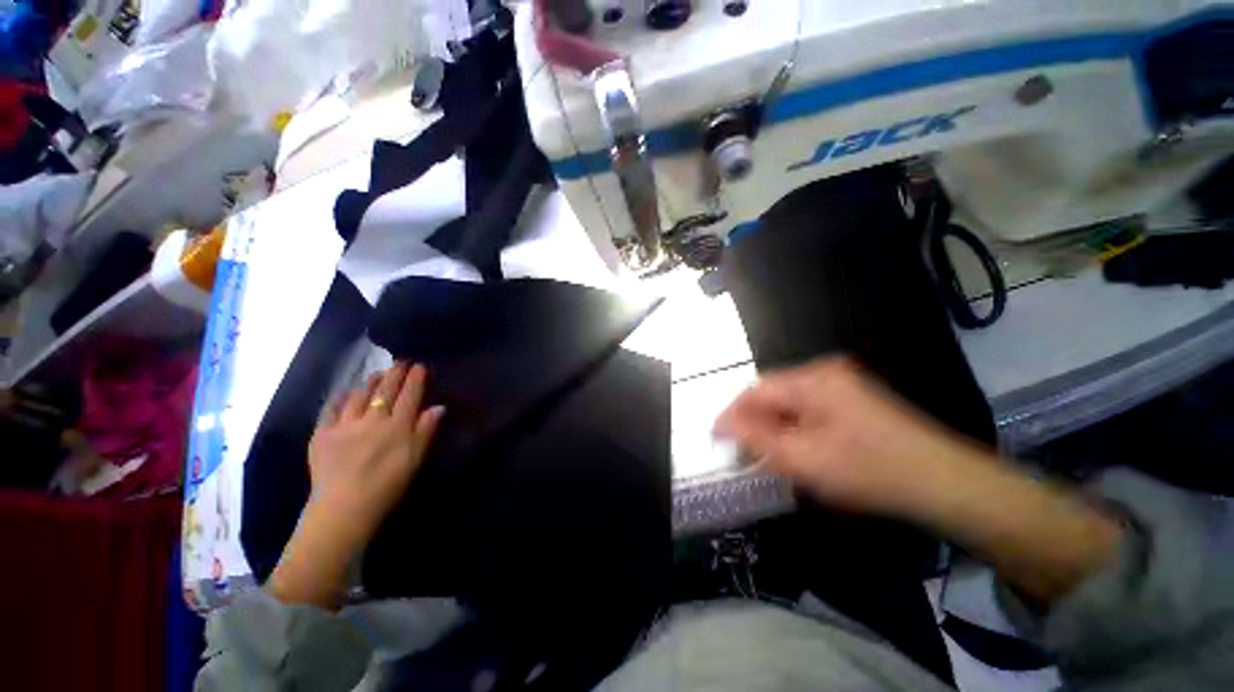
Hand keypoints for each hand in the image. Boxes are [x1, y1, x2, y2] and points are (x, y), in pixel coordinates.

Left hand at [269, 363, 442, 607]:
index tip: (420, 365)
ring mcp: (344, 425)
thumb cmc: (387, 487)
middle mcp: (372, 420)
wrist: (343, 510)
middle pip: (386, 391)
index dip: (416, 379)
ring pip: (360, 395)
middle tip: (401, 361)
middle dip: (395, 373)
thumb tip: (438, 407)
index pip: (410, 396)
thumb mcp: (415, 460)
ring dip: (370, 382)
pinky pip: (331, 409)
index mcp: (397, 427)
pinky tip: (345, 392)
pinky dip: (340, 397)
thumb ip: (426, 431)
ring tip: (377, 374)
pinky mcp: (322, 434)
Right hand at [714, 357, 979, 517]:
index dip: (732, 413)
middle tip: (744, 452)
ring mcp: (842, 385)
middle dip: (755, 423)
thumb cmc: (870, 470)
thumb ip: (756, 439)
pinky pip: (808, 410)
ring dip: (774, 428)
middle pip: (773, 394)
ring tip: (768, 455)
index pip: (756, 390)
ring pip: (790, 404)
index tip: (716, 438)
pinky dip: (795, 429)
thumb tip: (721, 425)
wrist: (946, 484)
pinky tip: (797, 450)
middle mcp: (825, 373)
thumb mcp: (804, 458)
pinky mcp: (853, 401)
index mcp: (813, 379)